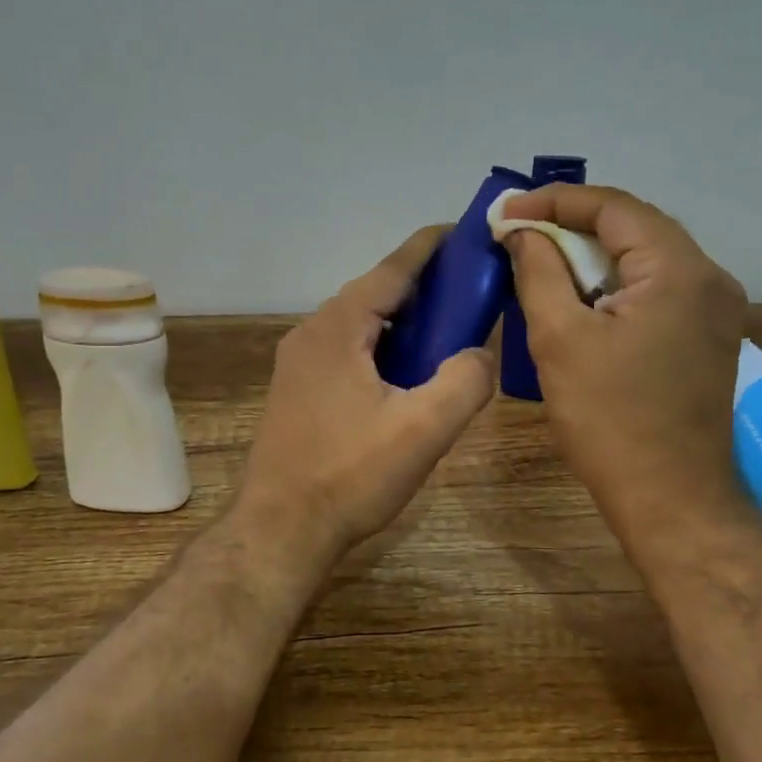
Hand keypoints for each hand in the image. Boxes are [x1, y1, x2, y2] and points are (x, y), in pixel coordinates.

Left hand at [237, 226, 496, 571]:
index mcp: (337, 328)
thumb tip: (480, 353)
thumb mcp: (423, 429)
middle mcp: (312, 333)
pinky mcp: (298, 390)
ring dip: (403, 321)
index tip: (466, 231)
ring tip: (447, 331)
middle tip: (471, 291)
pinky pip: (348, 350)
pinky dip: (383, 347)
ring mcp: (299, 363)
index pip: (392, 269)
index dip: (431, 248)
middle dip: (424, 287)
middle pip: (375, 294)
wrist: (281, 530)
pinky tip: (407, 372)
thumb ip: (464, 381)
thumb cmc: (350, 475)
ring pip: (361, 325)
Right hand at [503, 184, 748, 548]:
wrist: (671, 498)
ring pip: (646, 258)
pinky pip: (658, 288)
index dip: (555, 201)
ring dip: (594, 253)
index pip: (614, 207)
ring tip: (542, 257)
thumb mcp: (560, 338)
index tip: (507, 212)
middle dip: (573, 223)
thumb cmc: (609, 419)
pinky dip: (616, 282)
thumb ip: (539, 271)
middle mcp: (710, 277)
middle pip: (635, 226)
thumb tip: (522, 231)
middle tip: (520, 231)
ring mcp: (716, 309)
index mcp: (679, 270)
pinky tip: (581, 295)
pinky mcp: (708, 336)